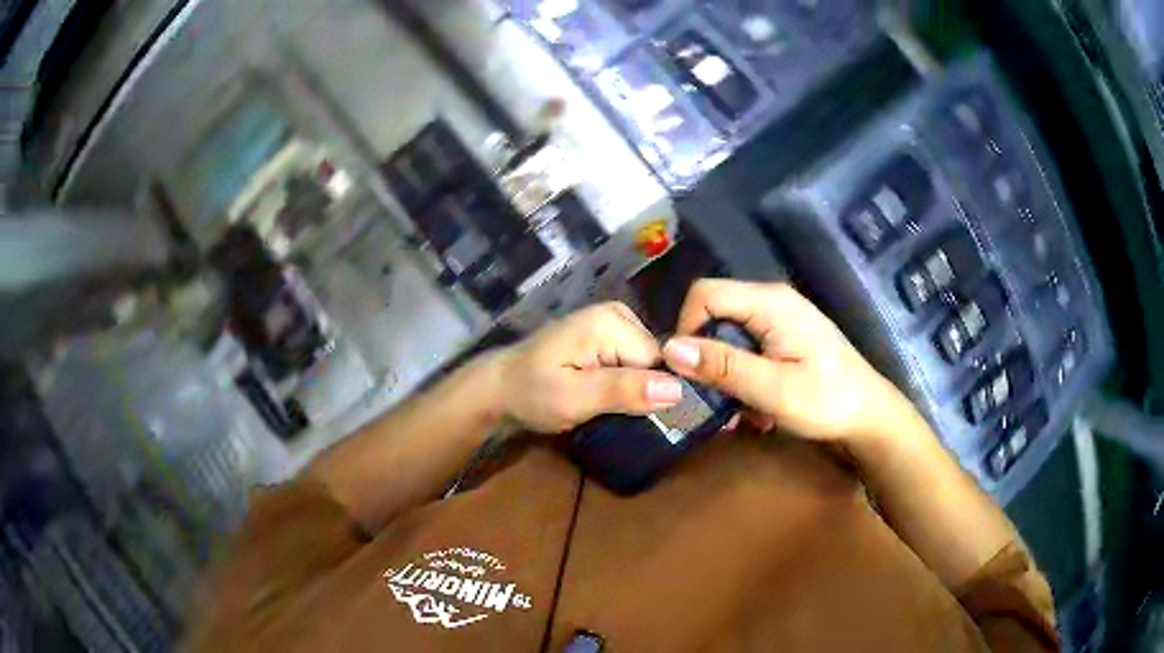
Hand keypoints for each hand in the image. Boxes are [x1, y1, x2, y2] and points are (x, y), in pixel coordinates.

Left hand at [497, 302, 683, 433]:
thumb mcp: (574, 398)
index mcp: (612, 321)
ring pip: (648, 365)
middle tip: (609, 410)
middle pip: (656, 361)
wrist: (500, 387)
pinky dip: (624, 382)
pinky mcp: (608, 336)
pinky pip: (634, 362)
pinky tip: (606, 395)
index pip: (660, 361)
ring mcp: (614, 323)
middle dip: (639, 390)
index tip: (625, 413)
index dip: (648, 392)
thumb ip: (623, 391)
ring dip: (631, 389)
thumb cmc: (531, 393)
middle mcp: (619, 314)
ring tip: (606, 405)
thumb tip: (677, 390)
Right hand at [661, 280, 915, 443]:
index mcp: (770, 302)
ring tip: (734, 410)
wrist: (869, 417)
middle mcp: (772, 301)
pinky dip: (741, 375)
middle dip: (706, 356)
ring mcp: (780, 319)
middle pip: (715, 314)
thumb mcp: (772, 389)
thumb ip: (723, 366)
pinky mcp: (785, 338)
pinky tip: (752, 406)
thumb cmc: (827, 401)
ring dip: (724, 372)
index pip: (705, 293)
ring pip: (728, 335)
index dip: (686, 328)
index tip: (688, 371)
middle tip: (709, 398)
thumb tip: (669, 348)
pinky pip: (747, 348)